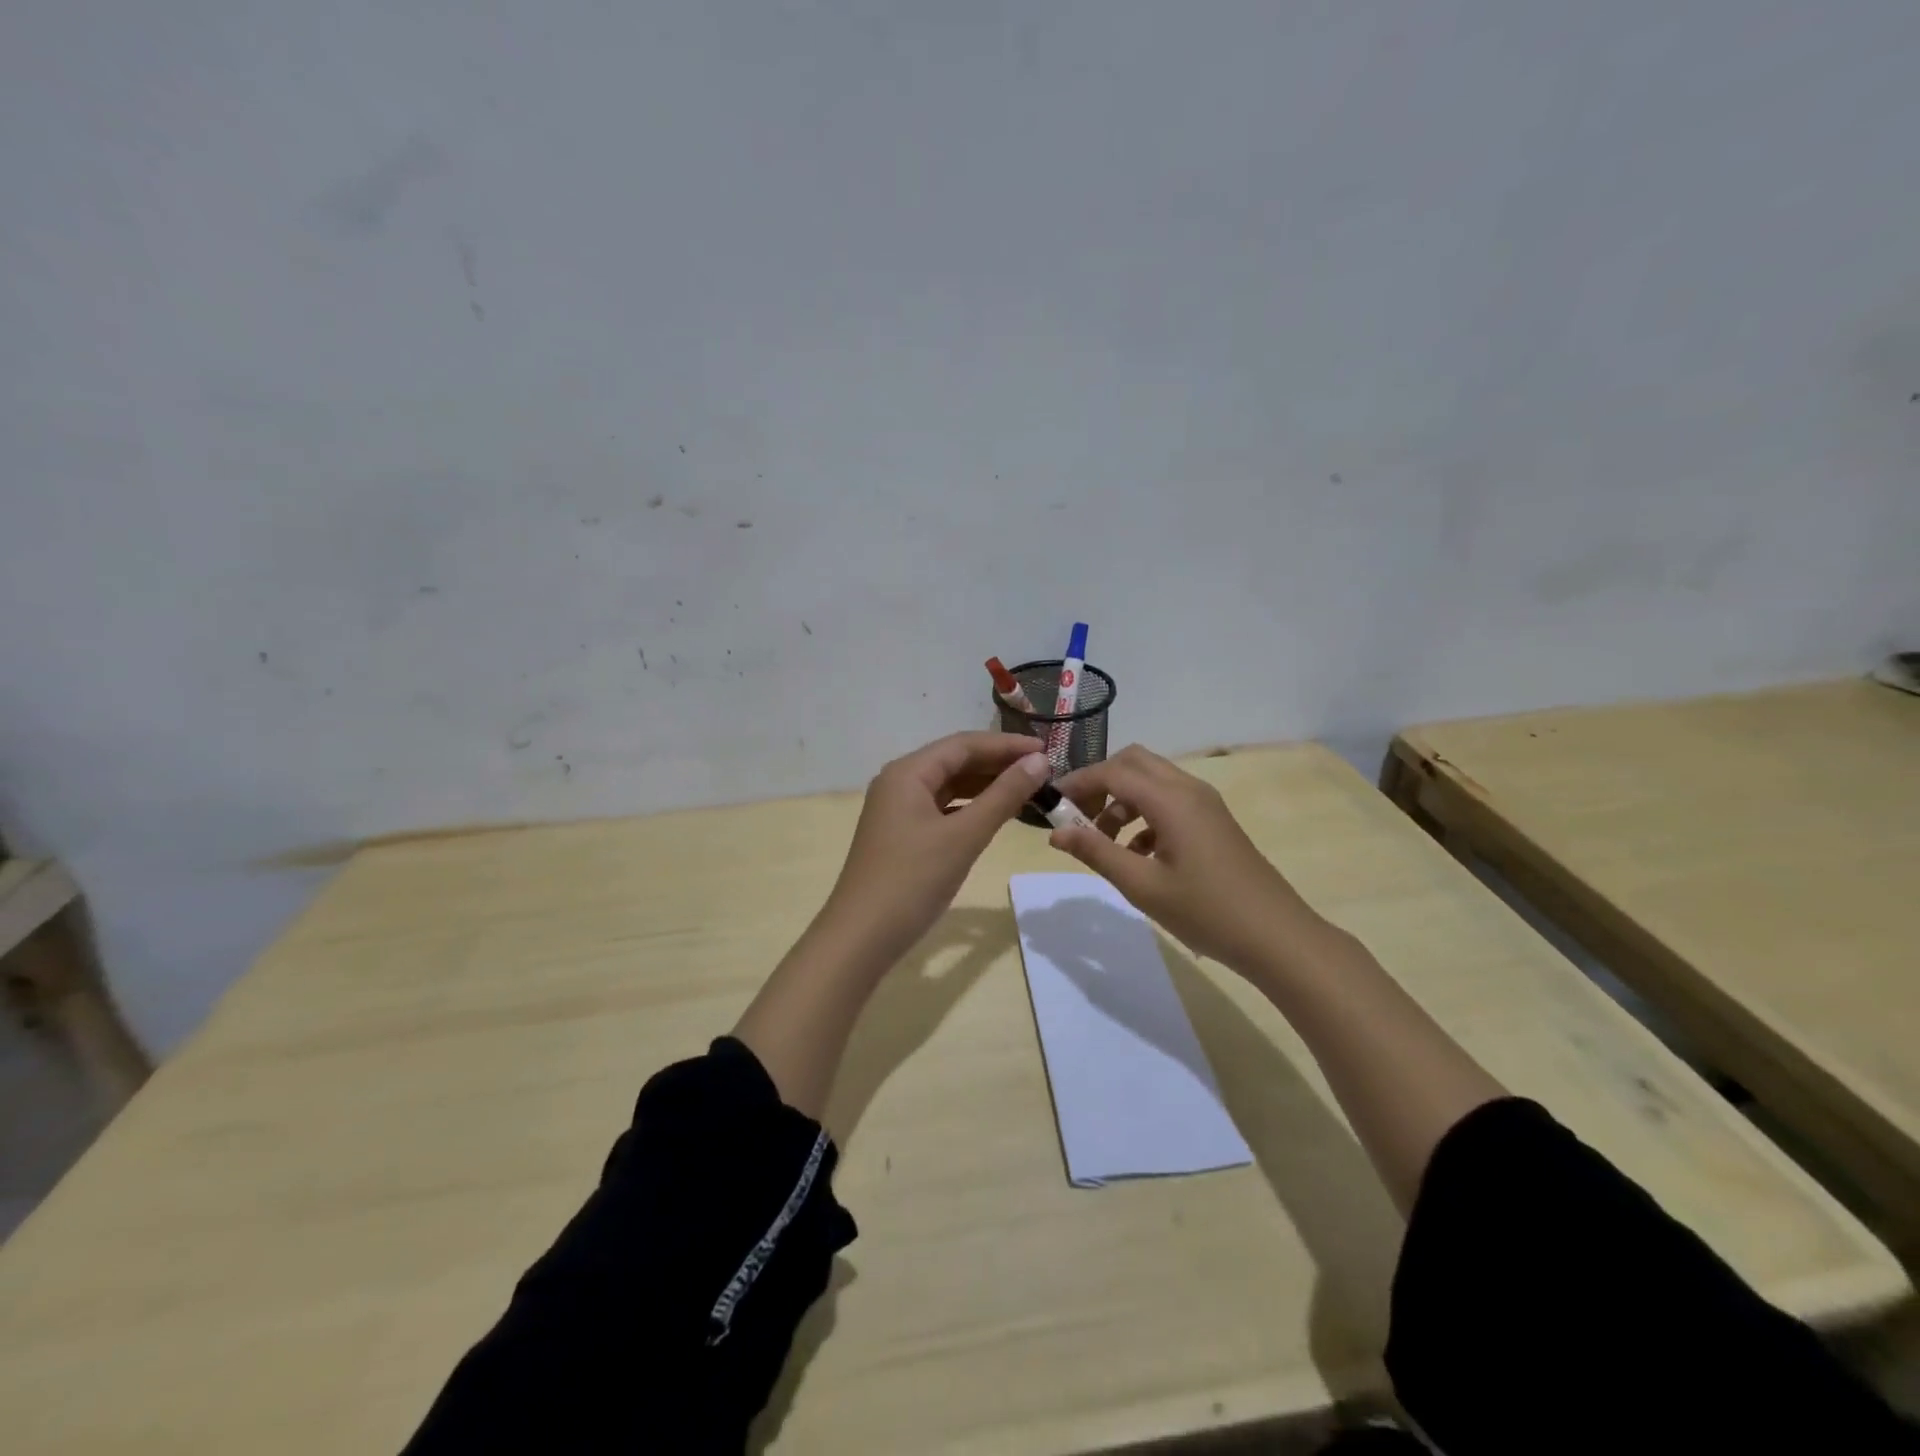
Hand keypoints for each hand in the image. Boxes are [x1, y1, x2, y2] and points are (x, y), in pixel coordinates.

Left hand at [821, 731, 1051, 965]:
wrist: (862, 937)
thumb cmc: (913, 880)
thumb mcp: (964, 836)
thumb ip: (1003, 796)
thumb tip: (1038, 761)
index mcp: (908, 772)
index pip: (963, 744)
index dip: (1006, 745)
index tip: (1047, 750)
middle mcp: (899, 782)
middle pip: (955, 761)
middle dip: (997, 764)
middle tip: (1042, 771)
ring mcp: (897, 809)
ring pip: (949, 786)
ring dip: (985, 786)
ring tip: (1026, 790)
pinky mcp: (901, 834)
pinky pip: (941, 808)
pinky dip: (970, 808)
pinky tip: (994, 815)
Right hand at [1049, 745, 1322, 975]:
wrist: (1276, 936)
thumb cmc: (1206, 911)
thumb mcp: (1142, 885)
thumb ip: (1096, 853)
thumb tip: (1056, 833)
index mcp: (1171, 799)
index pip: (1112, 771)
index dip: (1077, 783)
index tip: (1051, 806)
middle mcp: (1188, 789)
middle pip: (1133, 763)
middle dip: (1100, 783)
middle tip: (1078, 818)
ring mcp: (1204, 803)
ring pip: (1151, 781)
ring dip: (1121, 801)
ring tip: (1103, 843)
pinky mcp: (1212, 820)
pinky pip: (1168, 801)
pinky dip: (1143, 815)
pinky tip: (1137, 854)